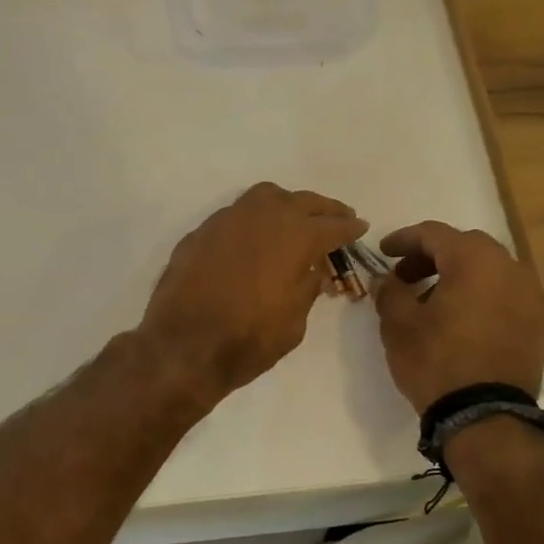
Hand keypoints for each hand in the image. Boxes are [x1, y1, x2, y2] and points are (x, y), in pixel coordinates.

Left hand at [139, 183, 366, 401]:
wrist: (182, 346)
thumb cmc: (247, 340)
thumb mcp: (294, 321)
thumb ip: (307, 287)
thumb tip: (311, 269)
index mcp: (294, 237)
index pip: (332, 226)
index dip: (349, 228)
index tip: (360, 227)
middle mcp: (262, 217)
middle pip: (302, 201)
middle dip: (324, 209)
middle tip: (337, 217)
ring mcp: (227, 220)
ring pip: (265, 197)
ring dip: (286, 204)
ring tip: (296, 219)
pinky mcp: (200, 232)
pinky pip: (235, 215)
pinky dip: (253, 220)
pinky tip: (255, 238)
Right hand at [374, 220, 543, 410]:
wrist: (487, 414)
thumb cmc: (437, 361)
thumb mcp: (398, 324)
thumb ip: (389, 292)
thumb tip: (387, 280)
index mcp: (474, 260)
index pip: (434, 234)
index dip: (403, 239)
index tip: (382, 252)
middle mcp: (508, 268)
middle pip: (465, 247)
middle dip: (432, 256)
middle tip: (405, 277)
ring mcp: (528, 296)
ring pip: (487, 270)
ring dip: (457, 276)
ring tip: (430, 301)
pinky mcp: (536, 323)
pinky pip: (502, 294)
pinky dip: (478, 296)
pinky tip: (458, 320)